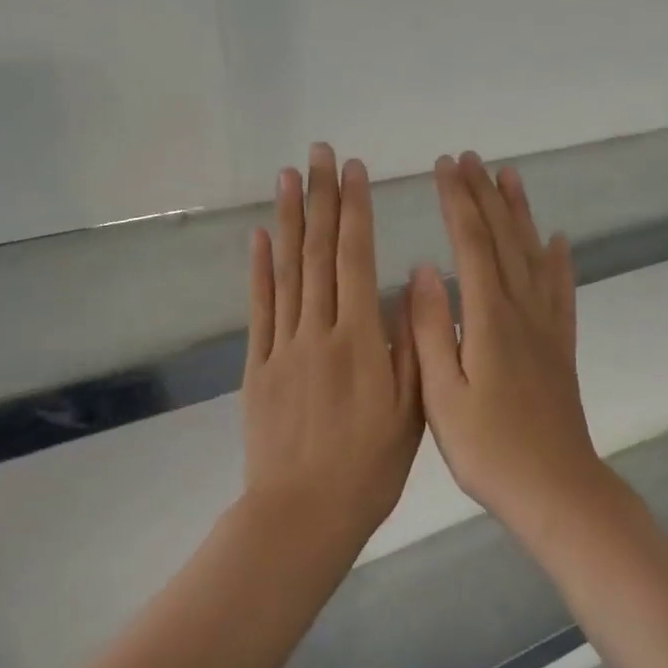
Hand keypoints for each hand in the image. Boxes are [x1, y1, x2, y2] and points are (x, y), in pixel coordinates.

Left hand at [242, 144, 422, 542]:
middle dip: (321, 198)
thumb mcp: (410, 411)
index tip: (354, 171)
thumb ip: (408, 345)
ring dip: (287, 220)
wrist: (302, 514)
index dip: (355, 211)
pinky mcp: (258, 366)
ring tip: (288, 177)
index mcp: (359, 341)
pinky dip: (258, 270)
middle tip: (320, 153)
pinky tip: (259, 238)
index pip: (355, 259)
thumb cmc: (369, 468)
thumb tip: (407, 284)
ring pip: (286, 271)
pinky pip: (259, 309)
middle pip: (318, 253)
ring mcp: (283, 346)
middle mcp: (318, 331)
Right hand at [411, 153, 609, 540]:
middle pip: (504, 238)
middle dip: (484, 195)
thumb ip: (430, 330)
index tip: (443, 167)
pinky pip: (561, 290)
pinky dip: (559, 259)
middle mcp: (522, 310)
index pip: (471, 244)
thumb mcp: (442, 395)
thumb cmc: (489, 449)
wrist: (555, 489)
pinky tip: (557, 240)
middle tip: (469, 158)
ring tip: (511, 176)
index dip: (457, 202)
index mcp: (488, 319)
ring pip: (534, 254)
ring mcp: (547, 326)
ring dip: (520, 212)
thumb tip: (422, 270)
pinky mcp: (561, 345)